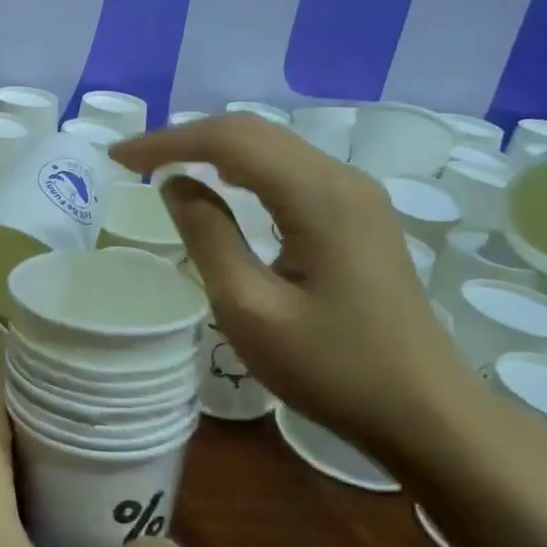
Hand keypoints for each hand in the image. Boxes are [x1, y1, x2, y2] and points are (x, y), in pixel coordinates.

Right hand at [113, 113, 480, 460]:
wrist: (428, 414)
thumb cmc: (333, 368)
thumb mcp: (250, 309)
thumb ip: (207, 236)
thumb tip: (175, 184)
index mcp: (318, 195)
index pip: (229, 140)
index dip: (167, 141)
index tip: (118, 158)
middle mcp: (342, 178)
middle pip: (253, 132)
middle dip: (187, 138)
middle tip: (133, 161)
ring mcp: (357, 195)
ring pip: (273, 147)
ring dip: (214, 149)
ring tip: (164, 166)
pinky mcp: (360, 215)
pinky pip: (290, 170)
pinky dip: (243, 168)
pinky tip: (221, 184)